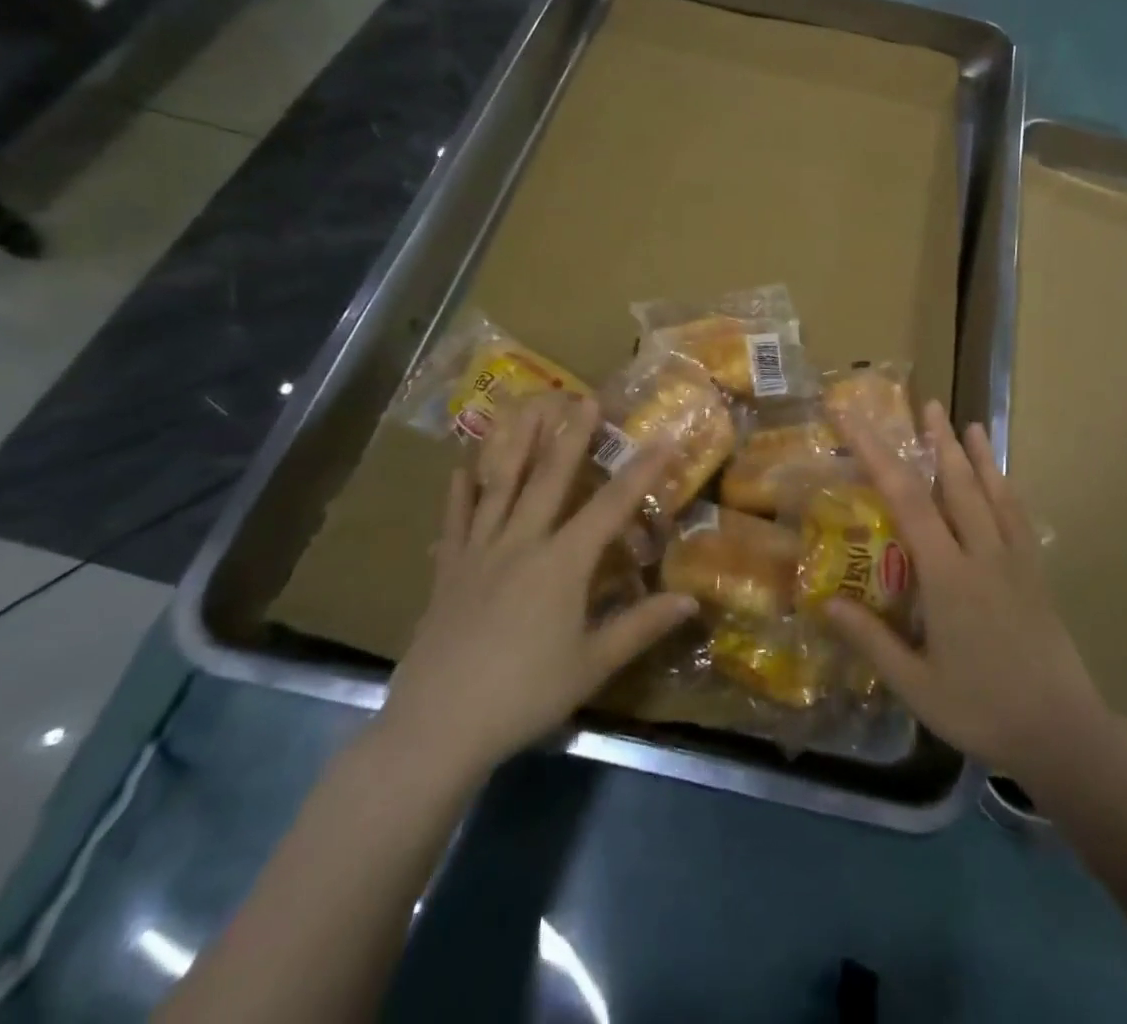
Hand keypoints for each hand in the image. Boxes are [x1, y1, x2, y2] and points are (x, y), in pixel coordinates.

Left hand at [378, 394, 696, 786]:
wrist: (436, 729)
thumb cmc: (523, 696)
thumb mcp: (592, 665)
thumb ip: (641, 626)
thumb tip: (691, 600)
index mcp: (562, 564)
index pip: (610, 506)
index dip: (641, 472)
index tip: (664, 438)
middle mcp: (521, 544)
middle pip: (549, 479)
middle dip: (571, 436)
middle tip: (584, 397)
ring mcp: (478, 554)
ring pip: (499, 486)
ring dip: (516, 444)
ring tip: (526, 408)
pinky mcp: (447, 572)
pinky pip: (455, 521)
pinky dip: (459, 492)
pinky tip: (460, 466)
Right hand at [823, 401, 1110, 781]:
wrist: (1063, 732)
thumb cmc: (982, 710)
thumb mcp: (916, 685)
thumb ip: (871, 640)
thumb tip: (824, 603)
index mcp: (947, 576)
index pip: (906, 500)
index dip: (877, 455)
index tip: (856, 422)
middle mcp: (981, 554)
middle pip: (955, 483)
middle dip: (937, 440)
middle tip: (924, 405)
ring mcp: (1014, 559)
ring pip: (991, 492)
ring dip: (975, 454)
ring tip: (965, 422)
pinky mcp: (1034, 571)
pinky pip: (1018, 516)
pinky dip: (1005, 486)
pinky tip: (1000, 476)